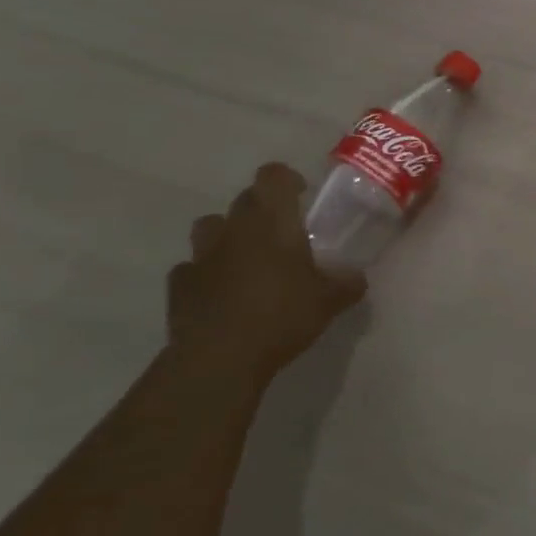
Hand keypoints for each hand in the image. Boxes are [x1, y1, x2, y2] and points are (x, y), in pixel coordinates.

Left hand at [167, 163, 366, 383]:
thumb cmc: (282, 316)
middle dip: (262, 209)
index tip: (302, 195)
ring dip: (227, 234)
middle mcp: (234, 228)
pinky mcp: (179, 285)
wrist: (219, 359)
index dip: (287, 179)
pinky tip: (220, 293)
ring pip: (210, 226)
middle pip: (244, 198)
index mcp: (272, 221)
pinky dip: (205, 273)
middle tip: (283, 234)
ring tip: (246, 258)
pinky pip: (191, 267)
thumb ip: (347, 282)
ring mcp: (201, 256)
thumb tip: (357, 277)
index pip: (273, 176)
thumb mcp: (330, 301)